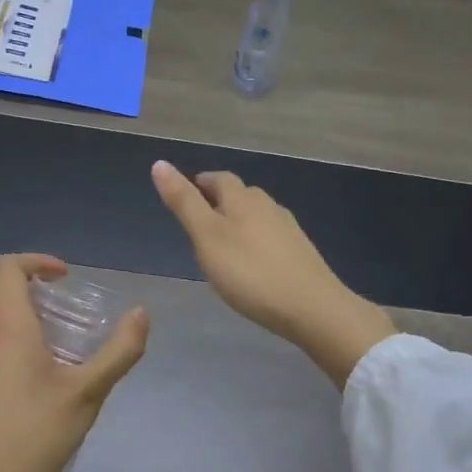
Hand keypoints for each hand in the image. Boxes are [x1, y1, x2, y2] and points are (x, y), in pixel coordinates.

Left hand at [0, 254, 147, 471]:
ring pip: (3, 334)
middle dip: (48, 308)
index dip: (39, 262)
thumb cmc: (34, 436)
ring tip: (67, 370)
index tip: (67, 278)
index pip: (10, 268)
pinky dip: (19, 359)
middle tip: (81, 334)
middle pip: (11, 303)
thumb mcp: (87, 393)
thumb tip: (141, 313)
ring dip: (35, 337)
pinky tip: (40, 399)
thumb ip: (118, 351)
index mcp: (7, 329)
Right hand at [152, 160, 394, 387]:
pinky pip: (270, 238)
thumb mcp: (207, 237)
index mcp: (243, 198)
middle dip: (218, 202)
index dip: (199, 184)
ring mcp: (288, 229)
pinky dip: (255, 243)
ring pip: (256, 216)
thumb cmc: (250, 272)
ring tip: (221, 245)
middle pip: (240, 195)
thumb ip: (184, 202)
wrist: (312, 308)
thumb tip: (159, 163)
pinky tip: (251, 264)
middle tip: (198, 224)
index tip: (185, 197)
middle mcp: (268, 206)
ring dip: (238, 223)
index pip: (218, 179)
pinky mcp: (300, 253)